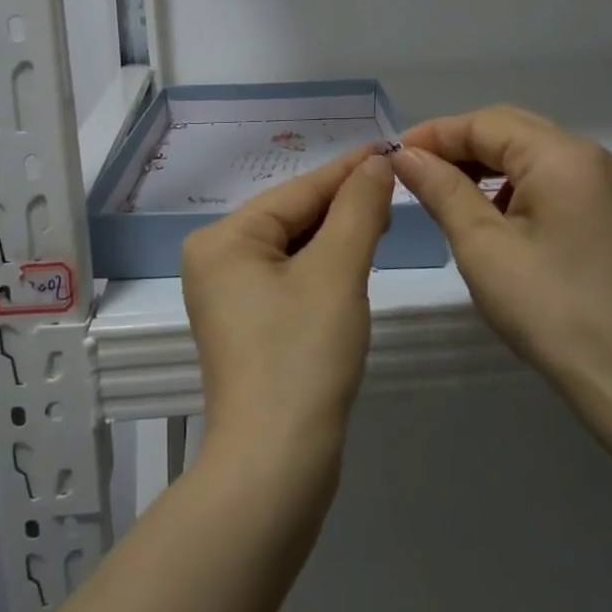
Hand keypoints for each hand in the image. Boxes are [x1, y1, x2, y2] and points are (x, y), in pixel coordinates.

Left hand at [180, 146, 393, 469]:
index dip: (349, 171)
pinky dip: (324, 266)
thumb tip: (376, 163)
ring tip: (384, 217)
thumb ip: (358, 210)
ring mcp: (228, 295)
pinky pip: (290, 277)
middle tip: (396, 187)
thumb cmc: (303, 355)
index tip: (392, 148)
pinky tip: (355, 260)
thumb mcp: (337, 272)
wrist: (276, 462)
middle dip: (344, 204)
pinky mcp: (247, 325)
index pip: (298, 191)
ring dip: (338, 235)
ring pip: (294, 248)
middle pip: (292, 217)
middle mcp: (215, 260)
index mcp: (223, 239)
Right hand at [390, 106, 611, 408]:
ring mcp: (601, 182)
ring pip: (527, 152)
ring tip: (440, 190)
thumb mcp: (482, 245)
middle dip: (456, 145)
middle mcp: (587, 155)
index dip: (434, 134)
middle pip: (508, 129)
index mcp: (561, 156)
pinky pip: (546, 177)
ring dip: (481, 164)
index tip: (390, 155)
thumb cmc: (548, 308)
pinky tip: (484, 212)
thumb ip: (441, 189)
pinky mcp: (603, 210)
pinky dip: (508, 184)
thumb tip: (404, 154)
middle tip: (411, 171)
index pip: (484, 123)